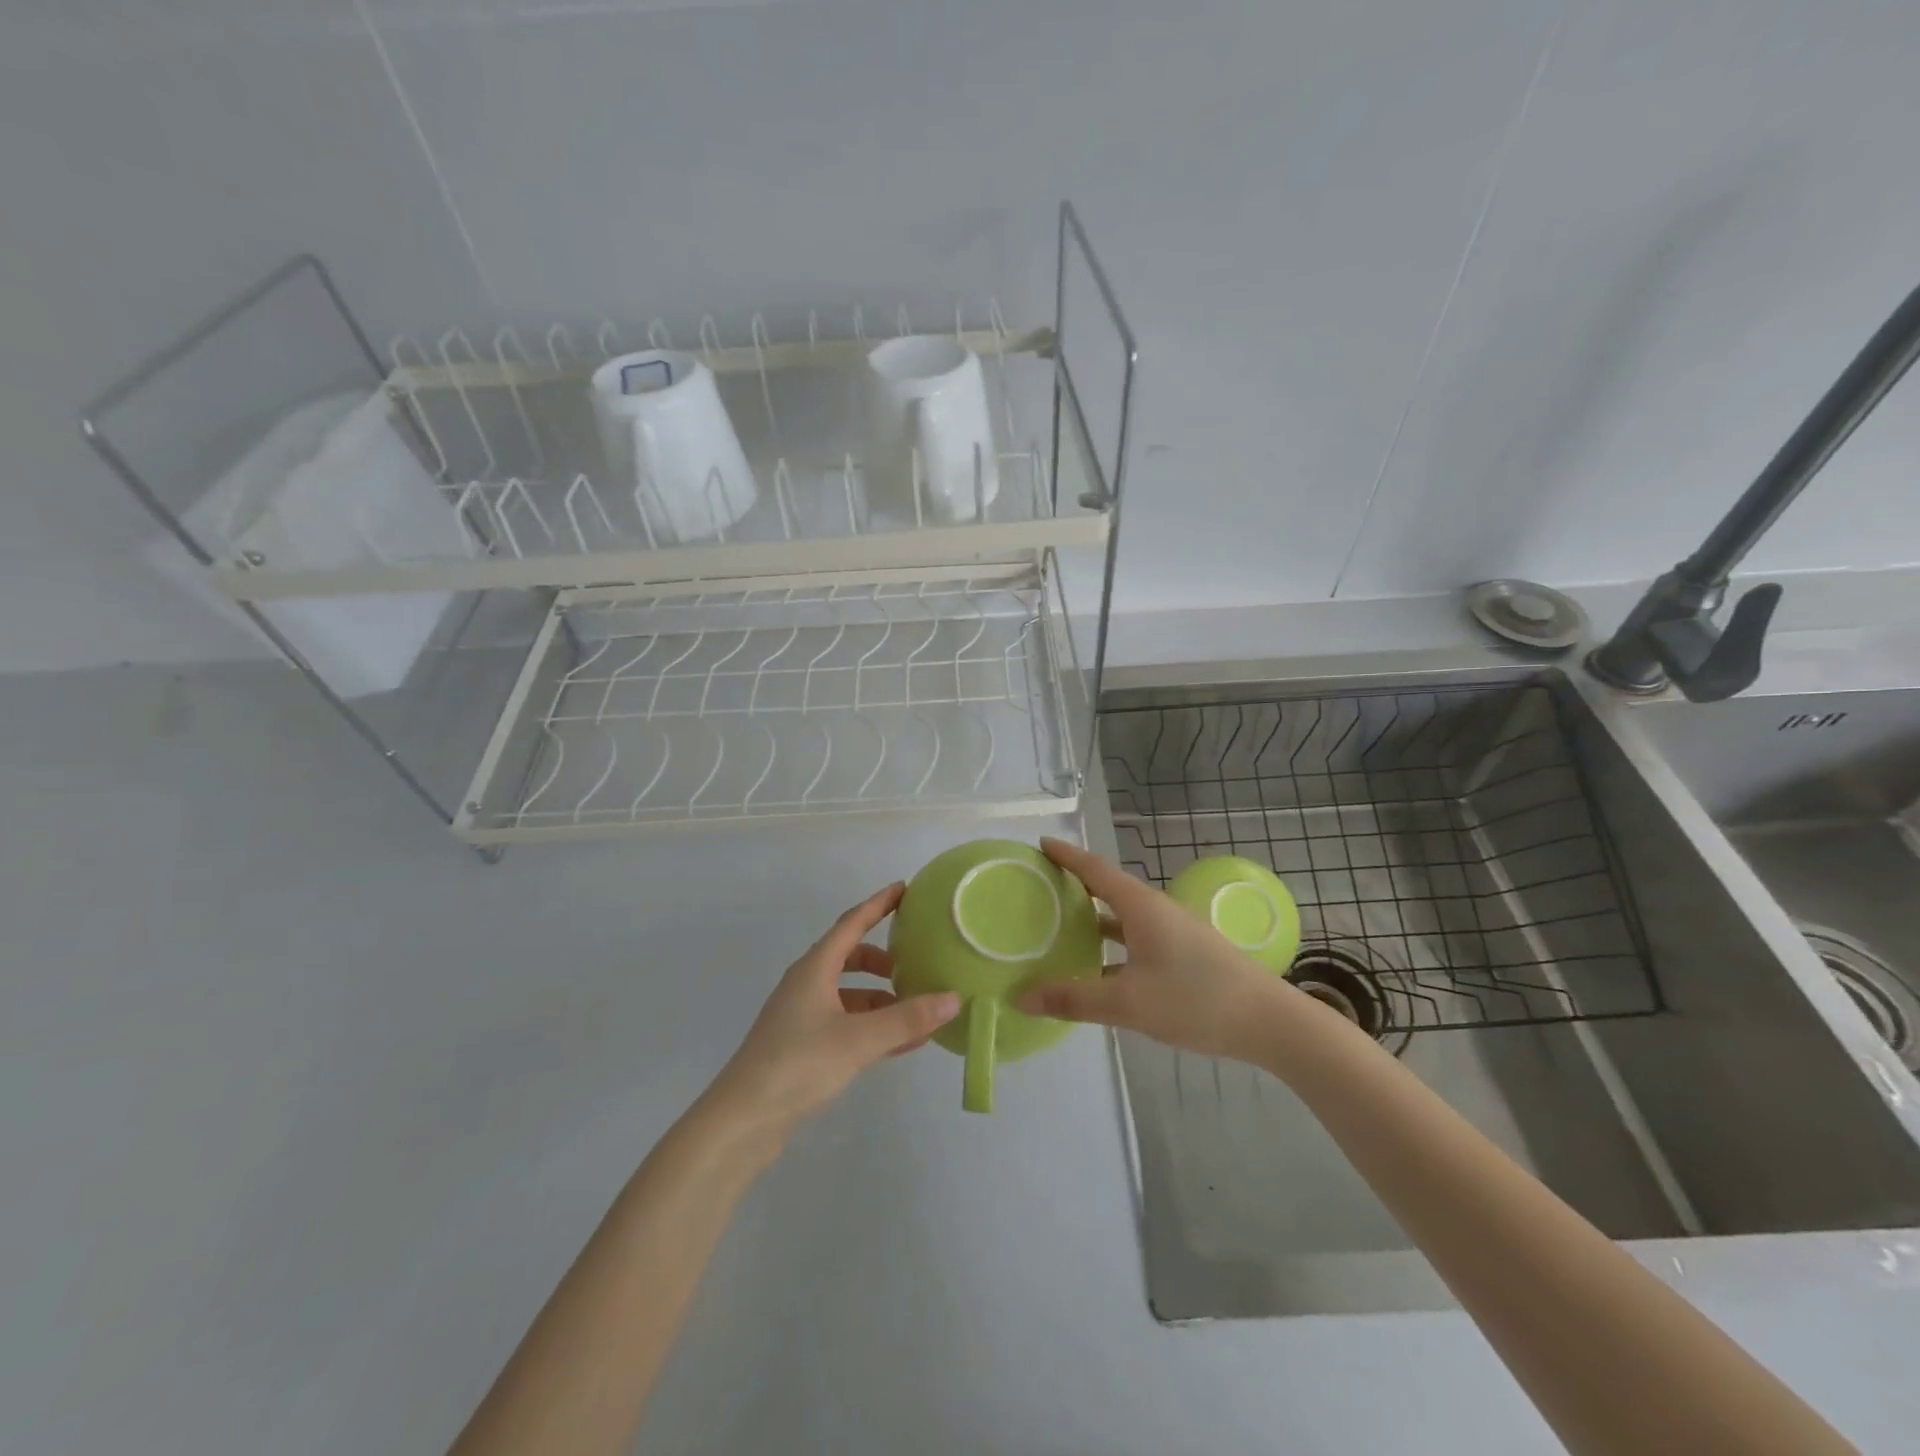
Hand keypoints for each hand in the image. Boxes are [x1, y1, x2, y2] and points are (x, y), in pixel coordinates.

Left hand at [703, 883, 960, 1144]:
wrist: (742, 1121)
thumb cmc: (797, 1064)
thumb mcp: (858, 1040)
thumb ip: (906, 1019)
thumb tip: (954, 998)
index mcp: (814, 969)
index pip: (851, 923)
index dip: (878, 904)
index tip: (904, 888)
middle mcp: (807, 984)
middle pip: (849, 957)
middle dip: (882, 958)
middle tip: (915, 962)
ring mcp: (802, 1016)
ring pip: (849, 993)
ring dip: (881, 998)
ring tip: (916, 1010)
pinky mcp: (803, 1046)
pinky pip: (846, 1022)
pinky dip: (872, 1025)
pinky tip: (900, 1043)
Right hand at [1015, 837, 1290, 1062]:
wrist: (1270, 1022)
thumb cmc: (1196, 1000)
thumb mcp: (1128, 1003)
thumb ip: (1073, 999)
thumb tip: (1021, 997)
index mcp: (1141, 907)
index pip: (1095, 869)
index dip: (1067, 855)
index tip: (1040, 843)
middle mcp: (1157, 910)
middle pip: (1108, 887)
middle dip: (1075, 884)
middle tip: (1041, 886)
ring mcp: (1175, 931)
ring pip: (1124, 915)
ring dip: (1094, 915)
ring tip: (1061, 923)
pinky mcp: (1186, 953)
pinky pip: (1138, 936)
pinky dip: (1113, 942)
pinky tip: (1101, 966)